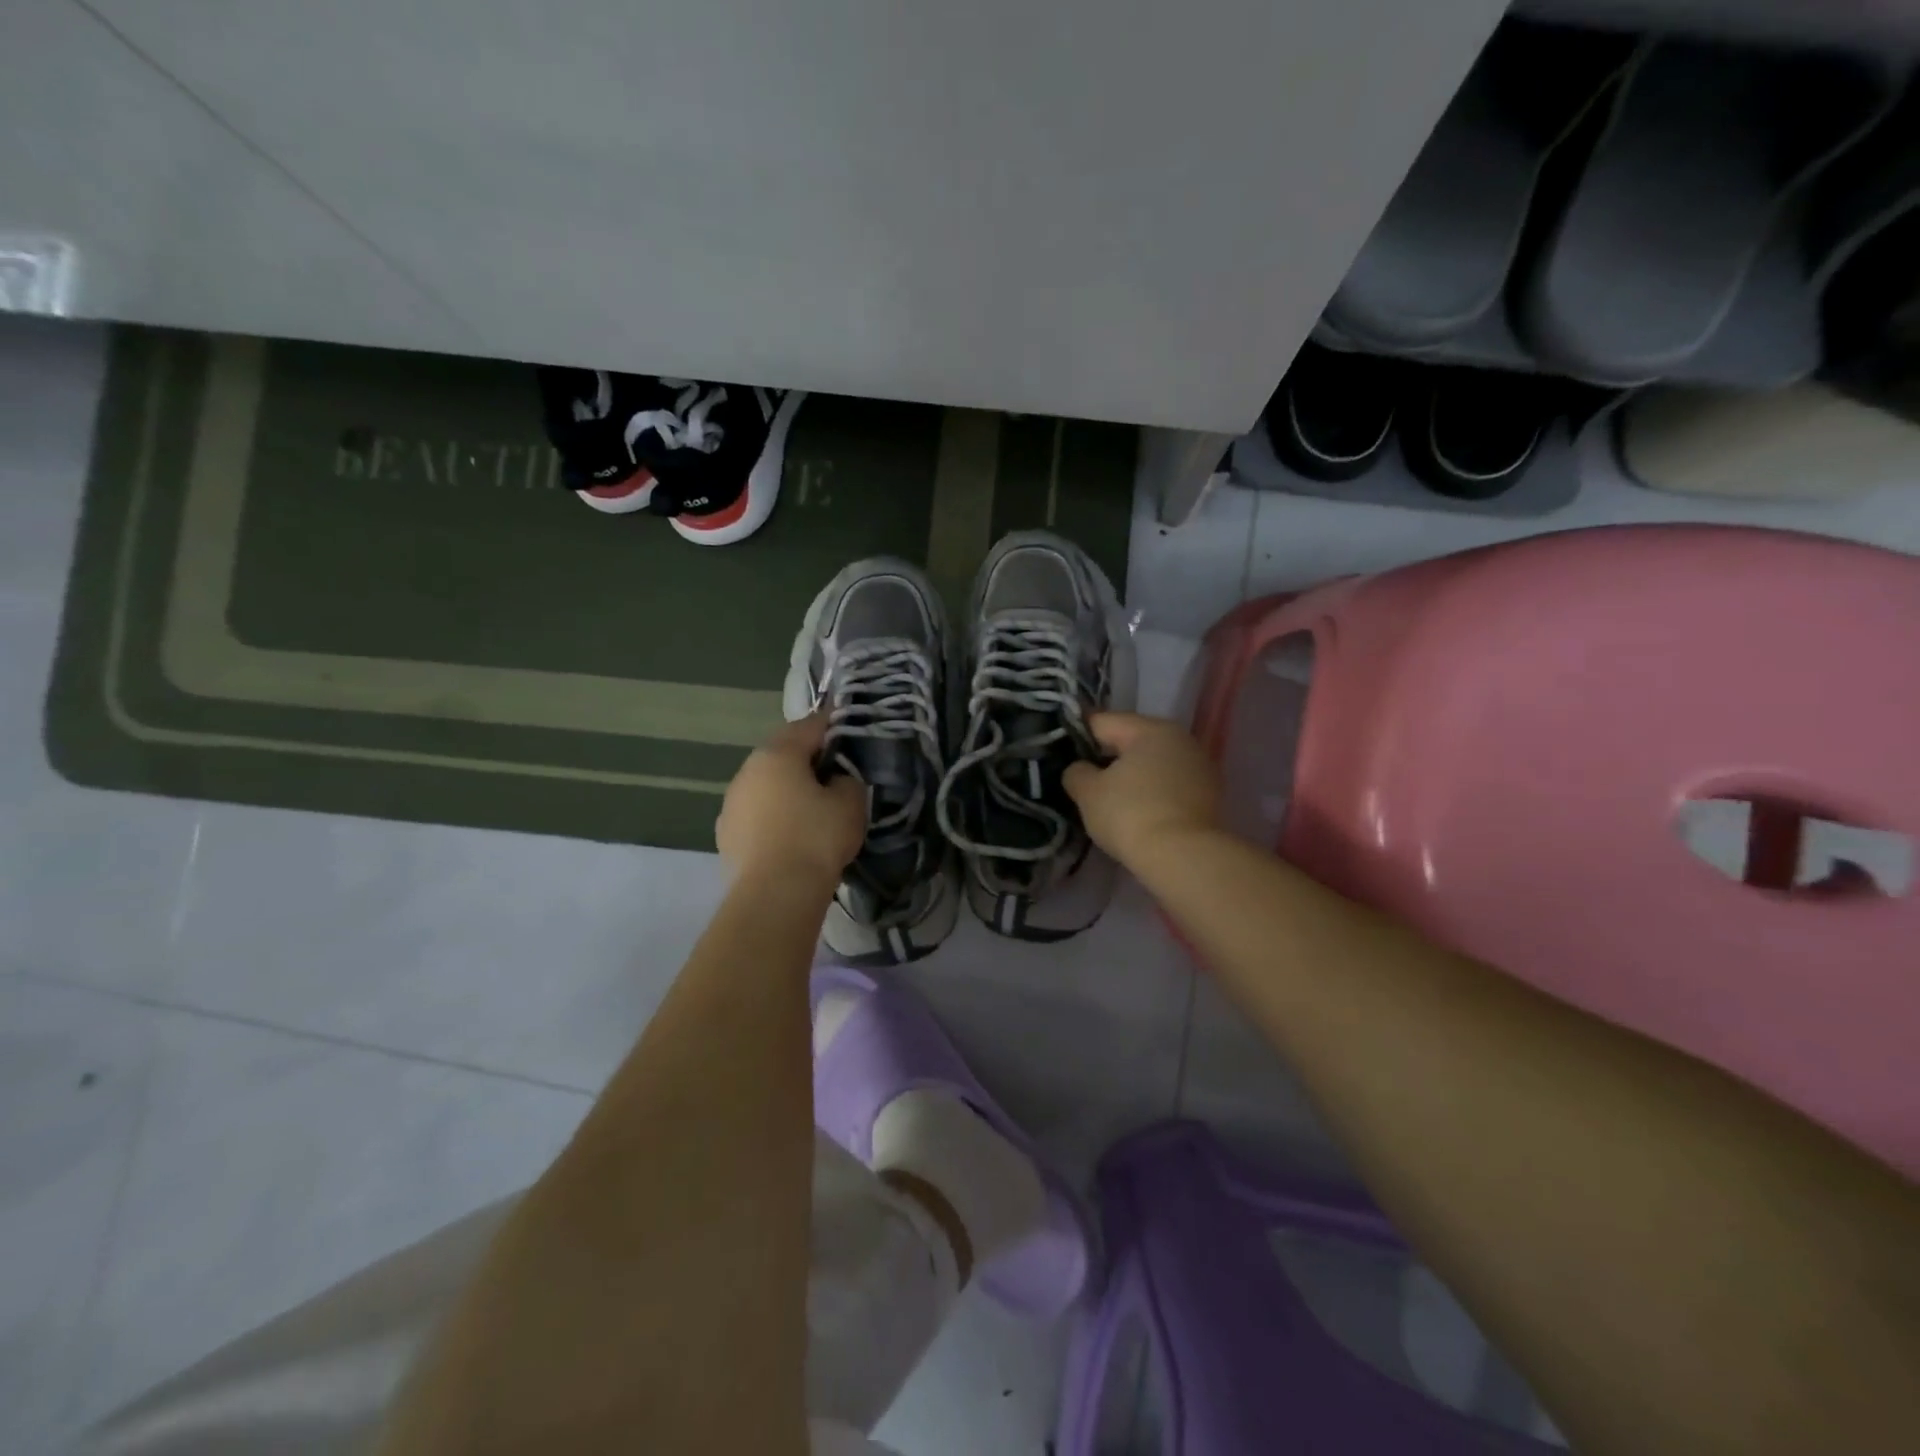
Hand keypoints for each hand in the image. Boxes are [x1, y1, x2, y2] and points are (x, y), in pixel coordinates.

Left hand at [715, 715, 865, 889]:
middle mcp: (747, 771)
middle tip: (834, 770)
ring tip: (812, 806)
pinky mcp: (726, 834)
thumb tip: (836, 779)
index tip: (847, 724)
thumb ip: (847, 780)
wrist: (774, 895)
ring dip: (787, 788)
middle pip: (782, 753)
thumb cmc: (817, 839)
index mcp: (777, 754)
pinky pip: (757, 813)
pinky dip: (774, 815)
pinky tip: (791, 834)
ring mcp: (731, 803)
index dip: (832, 723)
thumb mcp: (850, 803)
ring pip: (766, 784)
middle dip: (807, 757)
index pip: (809, 725)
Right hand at [1063, 713, 1220, 867]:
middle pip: (1132, 740)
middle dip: (1108, 758)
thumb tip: (1080, 769)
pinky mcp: (1211, 794)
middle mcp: (1180, 738)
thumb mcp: (1088, 793)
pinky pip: (1171, 784)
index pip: (1103, 722)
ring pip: (1154, 763)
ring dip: (1134, 776)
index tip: (1063, 758)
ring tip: (1113, 801)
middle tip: (1086, 782)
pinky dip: (1154, 792)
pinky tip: (1140, 813)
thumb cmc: (1130, 815)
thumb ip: (1077, 772)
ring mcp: (1200, 766)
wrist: (1183, 857)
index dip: (1078, 738)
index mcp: (1150, 729)